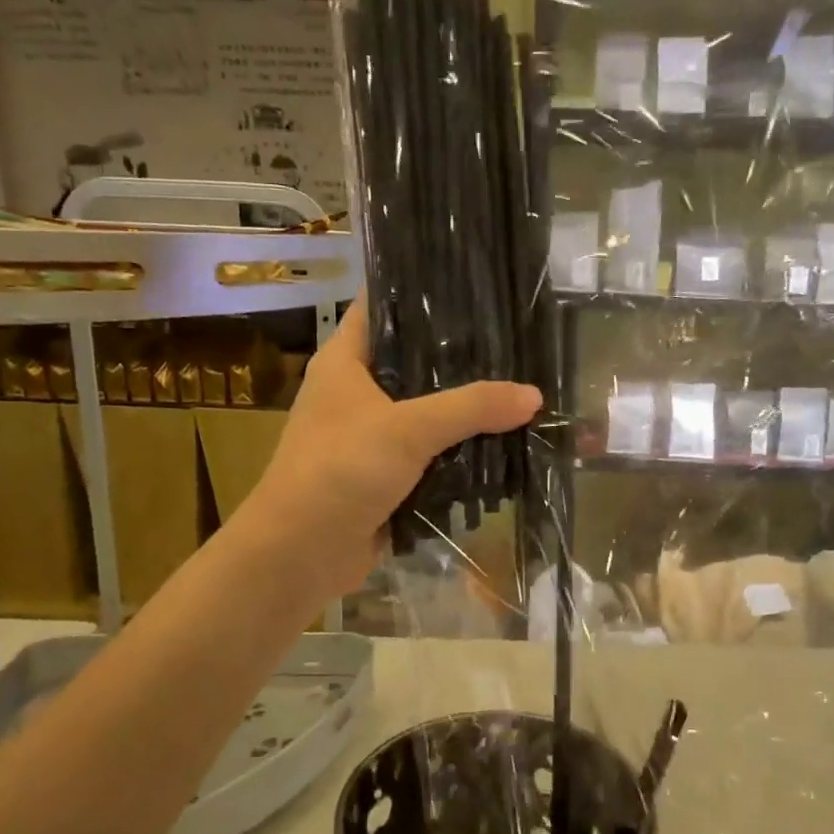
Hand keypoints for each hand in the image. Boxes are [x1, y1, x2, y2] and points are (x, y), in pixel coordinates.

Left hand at [241, 299, 541, 596]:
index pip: (383, 306)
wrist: (301, 553)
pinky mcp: (385, 474)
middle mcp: (356, 391)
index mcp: (345, 361)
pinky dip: (458, 449)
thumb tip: (533, 396)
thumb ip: (471, 408)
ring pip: (427, 409)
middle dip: (460, 356)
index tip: (473, 280)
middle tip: (514, 340)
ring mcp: (370, 435)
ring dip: (464, 407)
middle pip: (413, 360)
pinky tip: (501, 440)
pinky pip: (430, 452)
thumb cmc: (340, 470)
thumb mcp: (408, 429)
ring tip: (518, 385)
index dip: (422, 289)